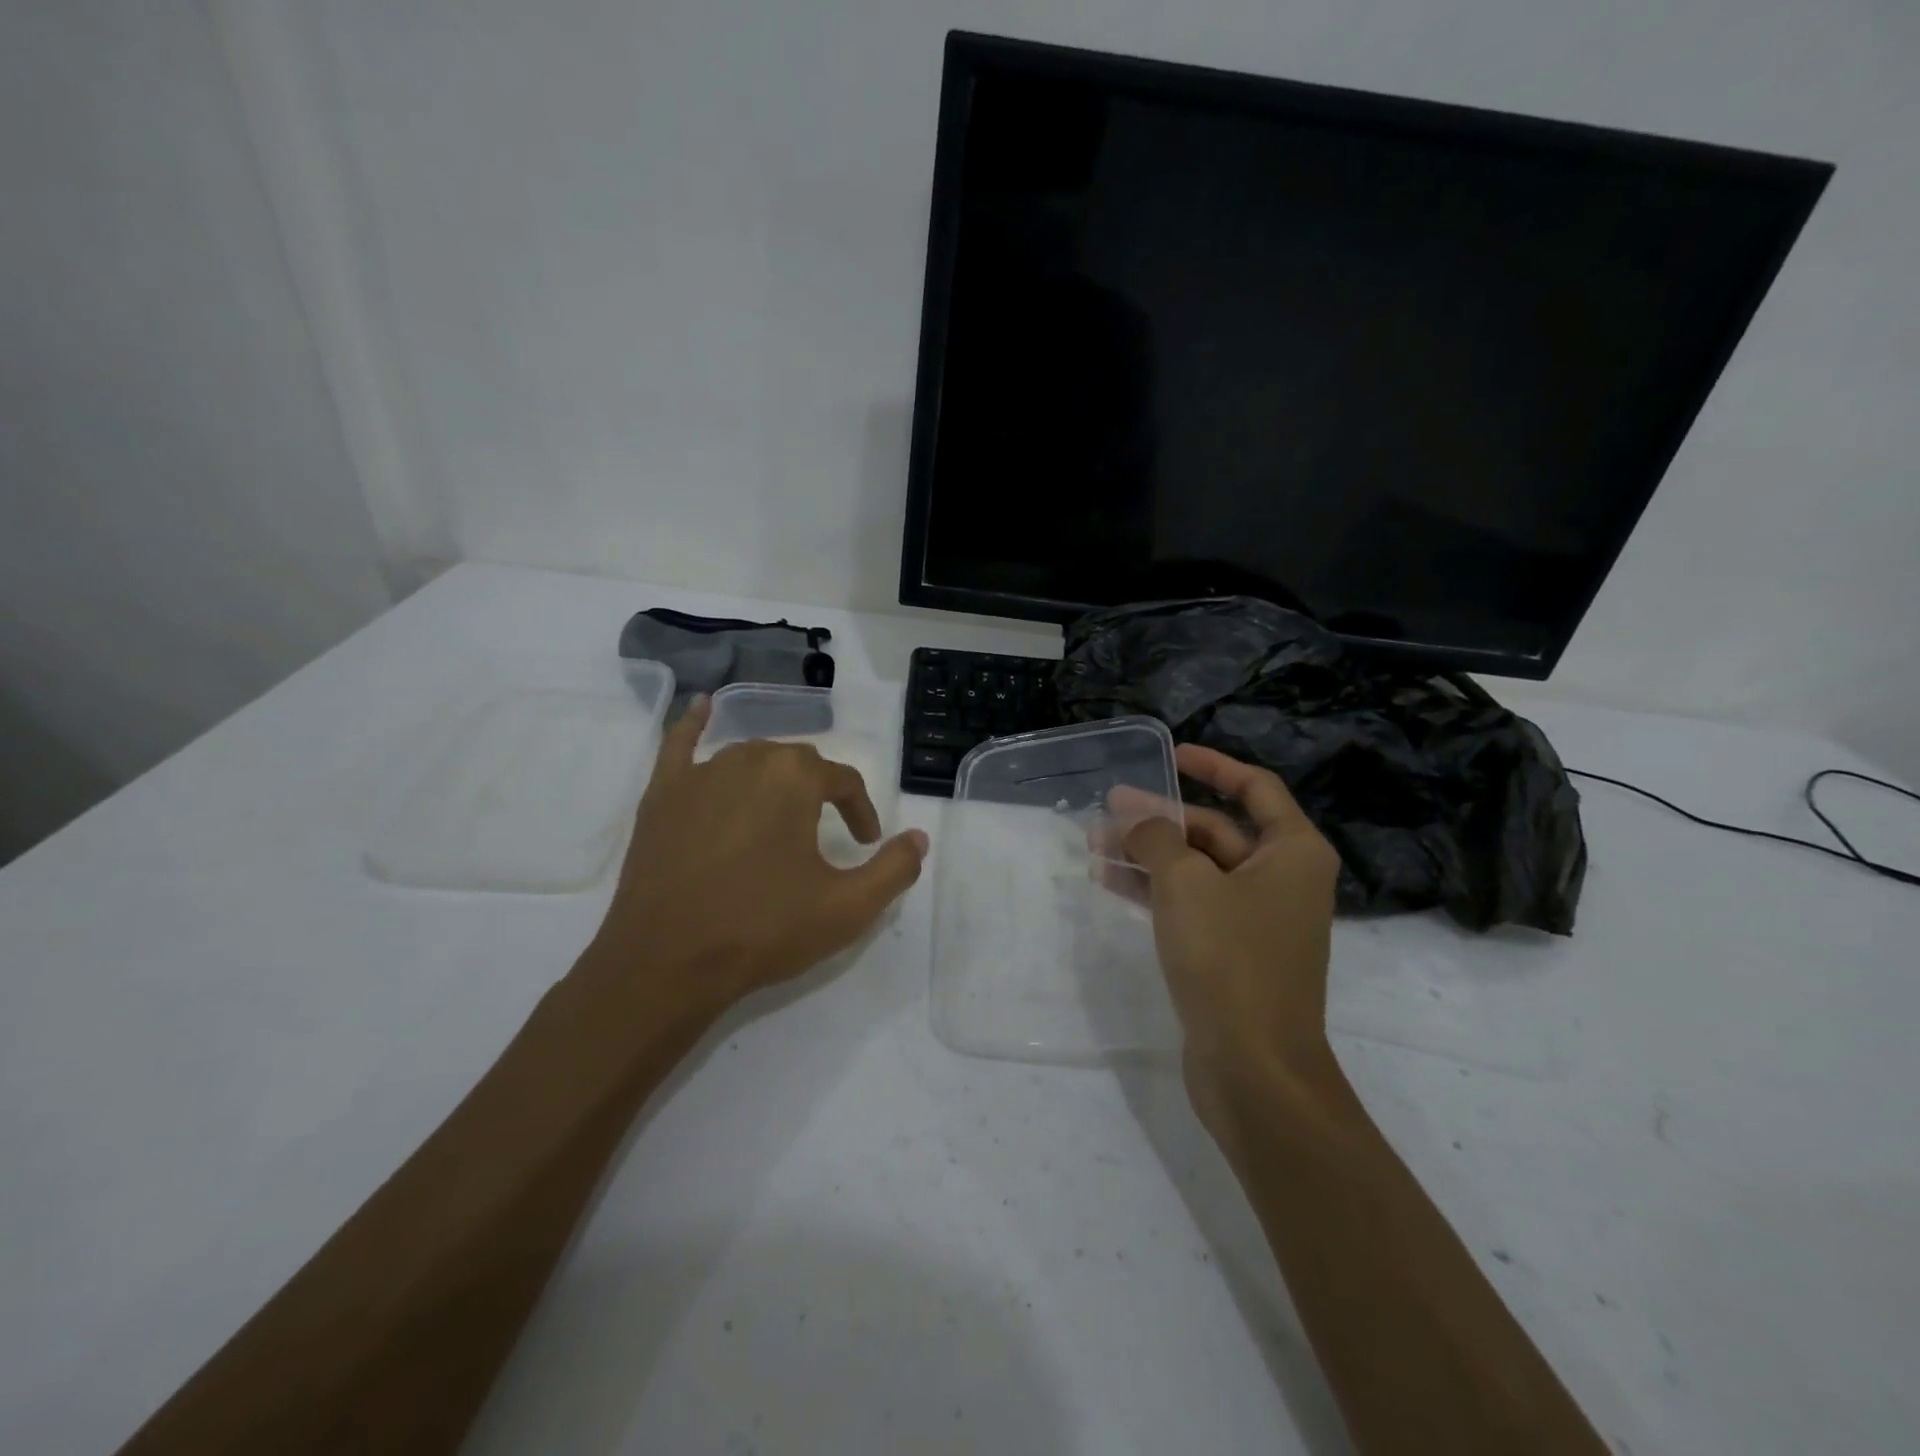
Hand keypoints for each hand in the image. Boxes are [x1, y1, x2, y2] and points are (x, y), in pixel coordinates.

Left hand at [584, 697, 928, 1024]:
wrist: (667, 963)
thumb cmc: (764, 929)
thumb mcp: (848, 908)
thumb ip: (895, 869)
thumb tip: (920, 838)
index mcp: (795, 778)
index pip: (844, 781)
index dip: (862, 812)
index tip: (866, 845)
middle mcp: (748, 759)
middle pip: (798, 765)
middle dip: (819, 794)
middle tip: (826, 836)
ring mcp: (698, 774)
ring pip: (749, 759)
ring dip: (773, 780)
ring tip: (782, 815)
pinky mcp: (661, 795)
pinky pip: (679, 745)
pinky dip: (693, 725)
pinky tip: (700, 706)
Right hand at [1123, 745, 1339, 1124]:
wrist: (1254, 1067)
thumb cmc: (1229, 959)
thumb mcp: (1185, 883)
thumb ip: (1157, 838)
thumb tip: (1138, 820)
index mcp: (1292, 852)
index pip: (1254, 787)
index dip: (1212, 765)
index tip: (1171, 755)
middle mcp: (1282, 879)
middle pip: (1216, 830)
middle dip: (1159, 820)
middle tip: (1106, 812)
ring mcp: (1258, 919)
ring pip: (1197, 869)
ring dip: (1148, 856)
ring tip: (1094, 847)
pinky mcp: (1233, 953)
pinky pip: (1192, 905)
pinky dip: (1155, 891)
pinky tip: (1110, 884)